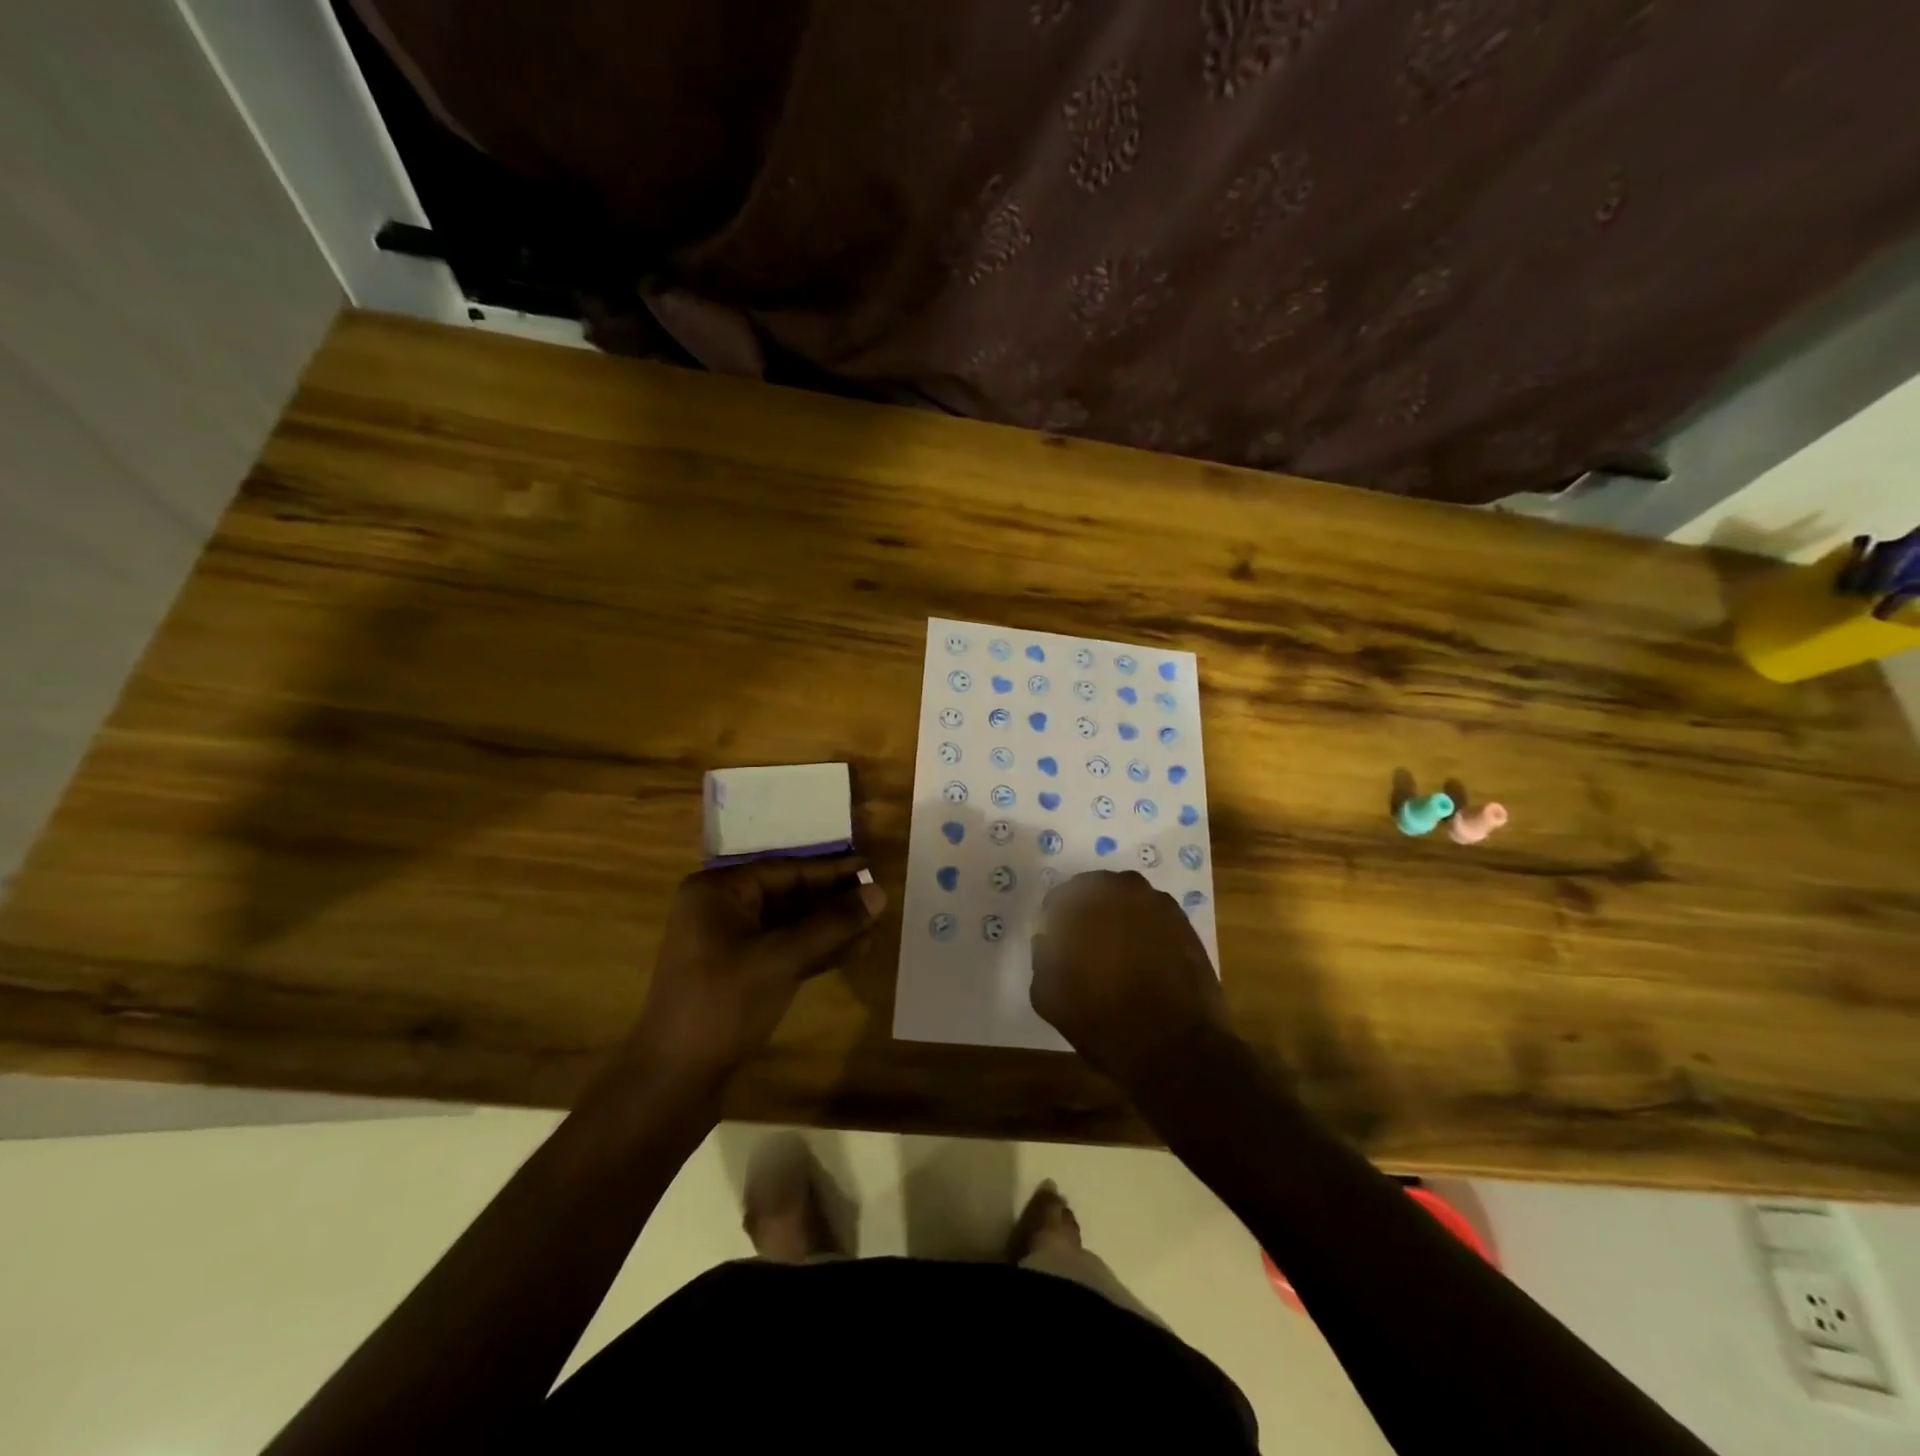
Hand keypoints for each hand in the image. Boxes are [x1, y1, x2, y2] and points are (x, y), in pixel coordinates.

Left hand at [624, 856, 885, 1088]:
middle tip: (878, 900)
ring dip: (830, 928)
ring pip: (790, 925)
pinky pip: (784, 949)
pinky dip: (816, 950)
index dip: (831, 870)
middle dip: (833, 901)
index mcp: (718, 892)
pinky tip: (854, 951)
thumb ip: (832, 923)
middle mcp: (721, 909)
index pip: (785, 871)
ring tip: (874, 928)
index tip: (870, 866)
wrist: (675, 1079)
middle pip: (789, 895)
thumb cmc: (724, 1004)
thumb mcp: (782, 958)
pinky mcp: (739, 973)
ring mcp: (728, 943)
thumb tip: (879, 892)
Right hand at [1030, 870, 1228, 1087]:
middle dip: (1087, 909)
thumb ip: (1042, 958)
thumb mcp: (1049, 997)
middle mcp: (1123, 892)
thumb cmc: (1104, 1021)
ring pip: (1128, 897)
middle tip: (1084, 940)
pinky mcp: (1184, 924)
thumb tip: (1047, 940)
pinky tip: (1143, 956)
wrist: (1175, 1048)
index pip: (1061, 896)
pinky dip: (1145, 927)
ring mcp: (1159, 905)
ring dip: (1118, 914)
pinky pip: (1154, 915)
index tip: (1055, 939)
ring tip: (1115, 948)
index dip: (1055, 917)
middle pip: (1096, 888)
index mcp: (1085, 903)